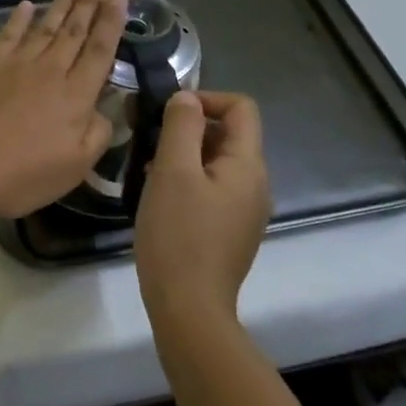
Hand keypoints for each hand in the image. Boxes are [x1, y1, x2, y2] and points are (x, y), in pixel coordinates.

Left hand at [0, 0, 126, 218]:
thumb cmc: (20, 175)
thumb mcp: (74, 168)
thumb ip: (96, 135)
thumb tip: (103, 110)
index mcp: (74, 96)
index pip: (99, 51)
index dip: (112, 23)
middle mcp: (48, 71)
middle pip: (74, 31)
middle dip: (89, 2)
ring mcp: (14, 64)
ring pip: (44, 26)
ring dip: (61, 4)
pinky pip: (8, 34)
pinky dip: (19, 18)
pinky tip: (26, 6)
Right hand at [134, 91, 270, 322]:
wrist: (189, 307)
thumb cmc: (178, 234)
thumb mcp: (173, 171)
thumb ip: (181, 127)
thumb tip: (187, 98)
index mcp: (248, 165)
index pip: (242, 107)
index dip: (207, 97)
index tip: (169, 112)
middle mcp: (255, 184)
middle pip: (230, 134)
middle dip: (191, 127)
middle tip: (151, 139)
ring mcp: (245, 210)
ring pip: (217, 163)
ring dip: (185, 154)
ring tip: (149, 168)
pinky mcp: (231, 231)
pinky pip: (213, 188)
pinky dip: (188, 180)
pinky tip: (160, 196)